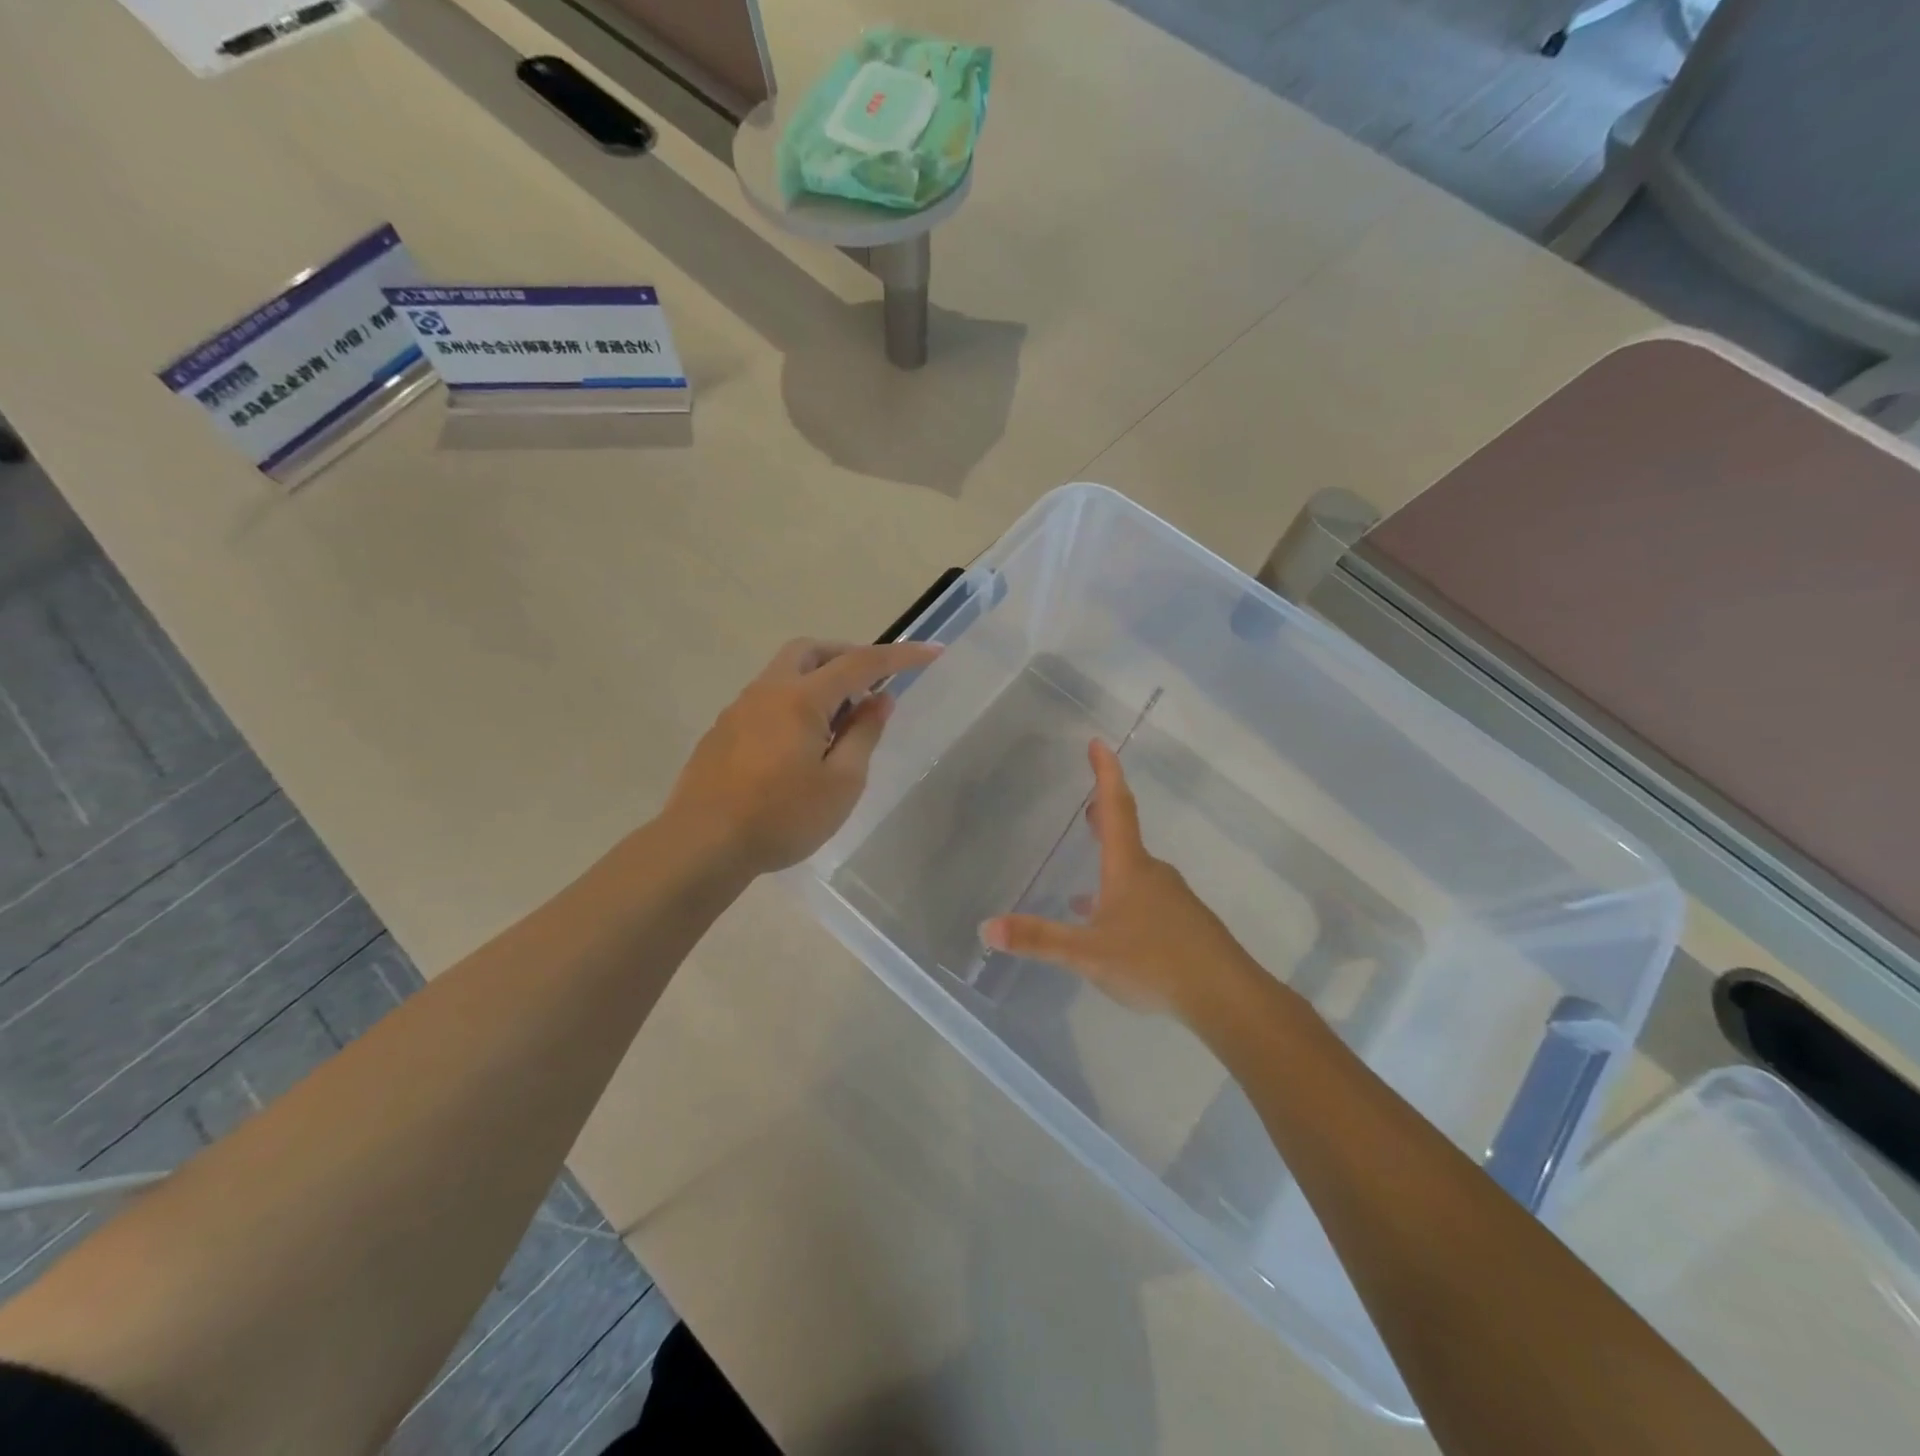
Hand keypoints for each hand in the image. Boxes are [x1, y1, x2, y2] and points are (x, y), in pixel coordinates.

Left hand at [664, 638, 940, 876]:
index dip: (900, 656)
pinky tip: (800, 746)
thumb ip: (864, 734)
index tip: (932, 652)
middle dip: (847, 657)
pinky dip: (794, 704)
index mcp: (801, 699)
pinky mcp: (722, 732)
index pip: (861, 663)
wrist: (702, 844)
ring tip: (839, 723)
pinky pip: (767, 700)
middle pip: (811, 652)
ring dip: (818, 682)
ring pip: (785, 674)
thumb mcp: (841, 783)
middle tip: (871, 685)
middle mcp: (767, 691)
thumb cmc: (781, 817)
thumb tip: (879, 699)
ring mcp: (739, 709)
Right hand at [981, 740, 1263, 1023]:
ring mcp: (1172, 899)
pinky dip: (1122, 898)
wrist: (1226, 996)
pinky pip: (1146, 899)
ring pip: (1135, 871)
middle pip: (1126, 835)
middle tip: (1090, 804)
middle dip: (1105, 816)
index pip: (1117, 807)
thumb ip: (1038, 940)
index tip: (1098, 744)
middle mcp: (1152, 874)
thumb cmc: (1153, 962)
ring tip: (1086, 881)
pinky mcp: (1184, 925)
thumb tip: (986, 928)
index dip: (1105, 774)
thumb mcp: (1087, 954)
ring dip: (1111, 863)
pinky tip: (1110, 926)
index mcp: (1129, 868)